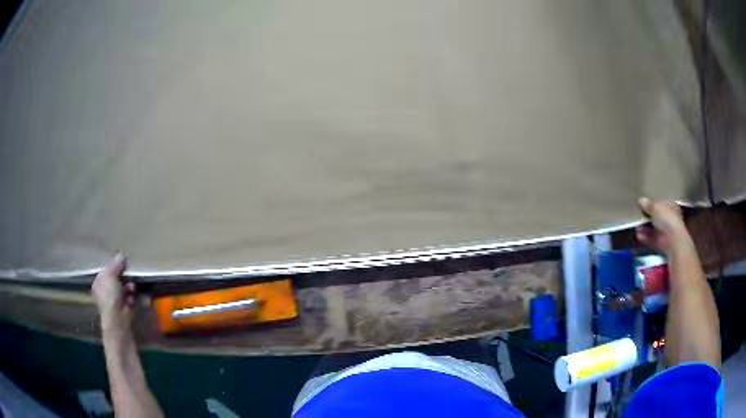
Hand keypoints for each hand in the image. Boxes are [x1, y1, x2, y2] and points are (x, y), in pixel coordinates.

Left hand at [92, 254, 135, 328]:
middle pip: (116, 279)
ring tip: (131, 288)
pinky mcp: (123, 308)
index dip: (115, 266)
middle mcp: (105, 291)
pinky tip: (131, 298)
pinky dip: (130, 297)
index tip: (123, 264)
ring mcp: (114, 300)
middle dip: (124, 277)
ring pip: (123, 288)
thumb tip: (121, 256)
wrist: (117, 318)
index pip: (107, 271)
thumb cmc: (110, 295)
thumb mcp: (110, 274)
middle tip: (129, 276)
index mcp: (98, 282)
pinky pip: (128, 298)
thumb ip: (116, 265)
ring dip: (128, 287)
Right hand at [635, 197, 689, 254]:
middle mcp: (670, 218)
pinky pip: (653, 239)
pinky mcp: (662, 243)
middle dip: (647, 218)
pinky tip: (638, 235)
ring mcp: (666, 232)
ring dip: (645, 228)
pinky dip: (646, 237)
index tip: (643, 205)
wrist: (673, 240)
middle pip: (657, 217)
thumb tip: (641, 200)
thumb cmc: (667, 218)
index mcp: (671, 206)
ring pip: (654, 229)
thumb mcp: (655, 207)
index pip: (662, 203)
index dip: (653, 204)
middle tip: (638, 216)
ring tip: (636, 227)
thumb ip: (648, 205)